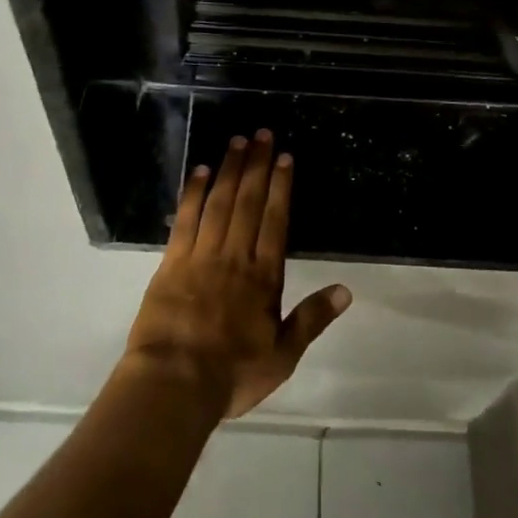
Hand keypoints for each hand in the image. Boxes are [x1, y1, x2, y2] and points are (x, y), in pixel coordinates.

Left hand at [125, 131, 351, 419]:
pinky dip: (194, 193)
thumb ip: (312, 319)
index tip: (284, 157)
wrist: (173, 384)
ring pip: (219, 202)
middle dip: (257, 165)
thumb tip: (346, 290)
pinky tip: (200, 171)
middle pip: (248, 202)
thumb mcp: (283, 355)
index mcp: (263, 276)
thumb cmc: (232, 373)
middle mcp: (234, 256)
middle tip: (262, 134)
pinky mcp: (172, 262)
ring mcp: (201, 255)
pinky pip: (186, 219)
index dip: (281, 186)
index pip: (275, 220)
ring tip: (237, 141)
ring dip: (229, 169)